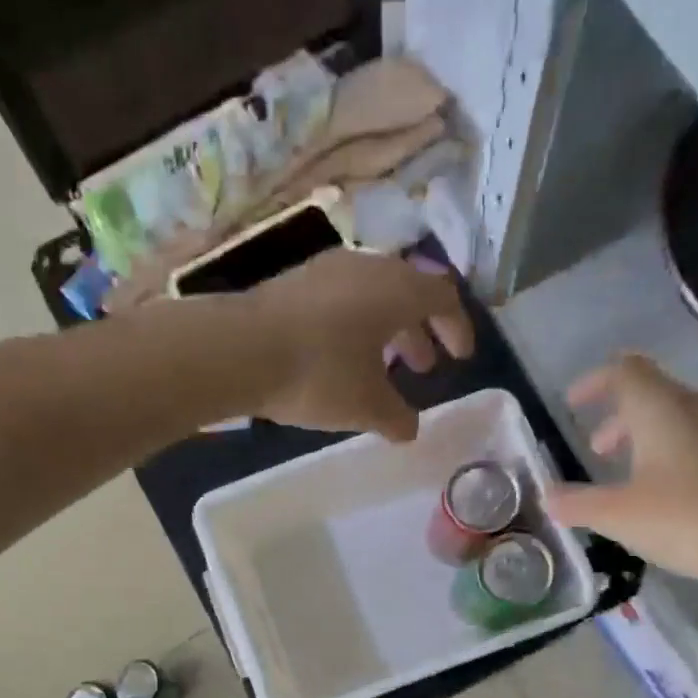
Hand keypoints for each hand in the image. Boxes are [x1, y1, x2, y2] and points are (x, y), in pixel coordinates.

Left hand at [235, 249, 474, 440]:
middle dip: (419, 333)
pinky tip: (338, 358)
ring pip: (370, 296)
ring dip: (385, 331)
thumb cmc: (318, 374)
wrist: (237, 350)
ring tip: (381, 368)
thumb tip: (410, 429)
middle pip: (406, 293)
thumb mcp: (366, 406)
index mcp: (396, 289)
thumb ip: (397, 418)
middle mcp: (365, 268)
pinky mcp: (292, 283)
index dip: (457, 327)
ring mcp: (325, 270)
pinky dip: (353, 327)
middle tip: (422, 368)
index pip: (442, 297)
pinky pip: (339, 300)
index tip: (459, 357)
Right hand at [550, 354, 697, 600]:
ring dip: (650, 439)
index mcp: (663, 409)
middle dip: (620, 420)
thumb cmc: (689, 520)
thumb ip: (577, 504)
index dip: (595, 382)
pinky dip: (679, 456)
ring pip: (682, 420)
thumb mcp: (618, 517)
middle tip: (598, 452)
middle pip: (654, 396)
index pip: (625, 371)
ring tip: (633, 477)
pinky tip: (675, 495)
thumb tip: (548, 496)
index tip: (573, 403)